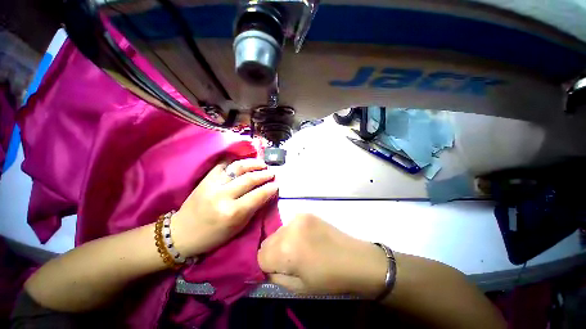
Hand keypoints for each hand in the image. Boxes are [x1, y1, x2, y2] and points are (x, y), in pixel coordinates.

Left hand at [171, 158, 277, 256]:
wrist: (182, 233)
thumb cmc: (213, 236)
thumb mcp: (238, 227)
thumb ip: (253, 209)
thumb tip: (265, 194)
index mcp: (232, 212)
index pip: (258, 195)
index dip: (270, 188)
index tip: (277, 185)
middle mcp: (223, 196)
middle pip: (249, 179)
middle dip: (264, 174)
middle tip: (272, 173)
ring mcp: (212, 185)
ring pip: (237, 168)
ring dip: (252, 164)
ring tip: (262, 164)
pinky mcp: (205, 179)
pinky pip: (223, 165)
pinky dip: (235, 162)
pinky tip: (243, 163)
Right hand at [258, 214, 387, 297]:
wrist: (355, 259)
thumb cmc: (329, 279)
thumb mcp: (299, 288)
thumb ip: (276, 277)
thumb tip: (267, 268)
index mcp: (286, 250)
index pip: (260, 256)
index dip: (267, 266)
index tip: (278, 270)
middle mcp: (289, 229)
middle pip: (267, 241)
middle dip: (273, 253)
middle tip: (289, 261)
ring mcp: (299, 217)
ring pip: (278, 232)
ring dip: (282, 242)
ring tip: (299, 249)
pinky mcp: (306, 213)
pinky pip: (289, 225)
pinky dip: (292, 233)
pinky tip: (306, 238)